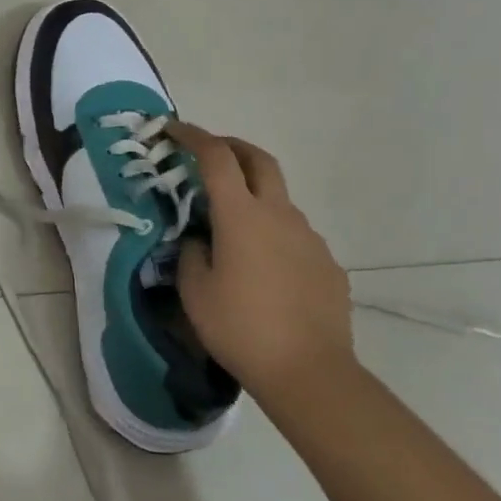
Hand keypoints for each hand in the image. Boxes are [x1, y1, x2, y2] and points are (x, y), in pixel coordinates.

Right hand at [167, 121, 355, 395]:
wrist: (308, 371)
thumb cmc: (240, 327)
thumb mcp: (194, 290)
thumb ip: (191, 253)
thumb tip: (199, 240)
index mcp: (242, 216)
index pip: (215, 158)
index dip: (193, 137)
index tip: (173, 129)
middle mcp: (280, 215)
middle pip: (259, 160)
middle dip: (231, 146)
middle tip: (208, 151)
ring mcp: (309, 238)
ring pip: (279, 200)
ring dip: (253, 196)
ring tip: (229, 226)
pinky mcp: (327, 264)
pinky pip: (294, 235)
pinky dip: (272, 233)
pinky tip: (261, 268)